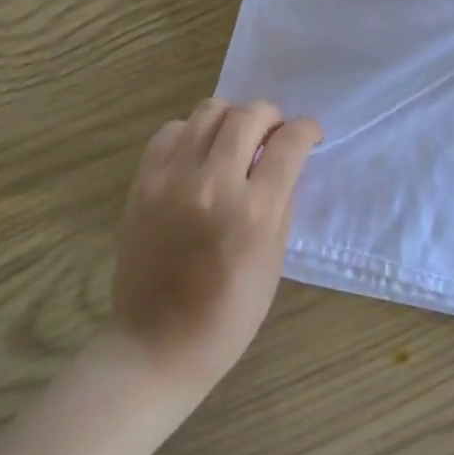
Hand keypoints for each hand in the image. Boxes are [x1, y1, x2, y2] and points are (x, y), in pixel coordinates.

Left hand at [110, 99, 321, 397]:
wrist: (156, 344)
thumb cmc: (228, 314)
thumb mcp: (273, 261)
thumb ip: (283, 203)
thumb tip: (288, 162)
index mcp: (254, 212)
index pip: (289, 143)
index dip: (307, 129)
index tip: (311, 134)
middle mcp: (213, 184)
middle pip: (249, 114)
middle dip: (272, 115)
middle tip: (275, 135)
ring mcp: (172, 179)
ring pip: (208, 110)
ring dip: (232, 117)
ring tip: (236, 139)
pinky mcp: (142, 182)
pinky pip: (171, 131)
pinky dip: (192, 132)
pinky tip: (199, 154)